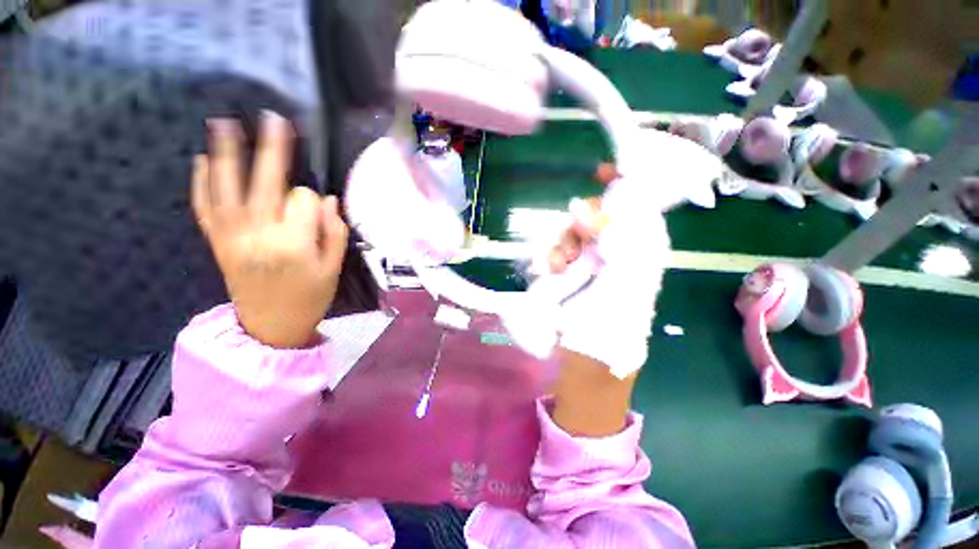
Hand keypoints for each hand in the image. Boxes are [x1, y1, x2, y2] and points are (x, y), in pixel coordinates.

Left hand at [192, 111, 348, 348]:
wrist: (271, 326)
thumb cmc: (310, 297)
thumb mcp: (333, 268)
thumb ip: (335, 232)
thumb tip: (327, 199)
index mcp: (295, 244)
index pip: (304, 201)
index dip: (313, 199)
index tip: (318, 209)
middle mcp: (260, 235)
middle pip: (265, 183)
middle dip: (272, 149)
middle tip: (273, 119)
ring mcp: (233, 237)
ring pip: (227, 188)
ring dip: (226, 154)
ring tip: (224, 124)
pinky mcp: (217, 242)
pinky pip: (205, 208)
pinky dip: (202, 183)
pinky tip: (202, 160)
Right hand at [557, 168, 671, 378]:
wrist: (586, 366)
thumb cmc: (609, 332)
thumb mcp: (623, 287)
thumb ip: (621, 246)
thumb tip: (592, 209)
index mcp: (640, 254)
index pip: (637, 208)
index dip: (623, 186)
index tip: (601, 172)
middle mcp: (617, 254)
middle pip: (600, 218)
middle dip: (581, 221)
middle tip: (572, 228)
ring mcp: (590, 265)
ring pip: (574, 234)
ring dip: (560, 242)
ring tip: (552, 264)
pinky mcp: (569, 275)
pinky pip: (557, 252)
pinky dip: (548, 256)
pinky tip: (543, 268)